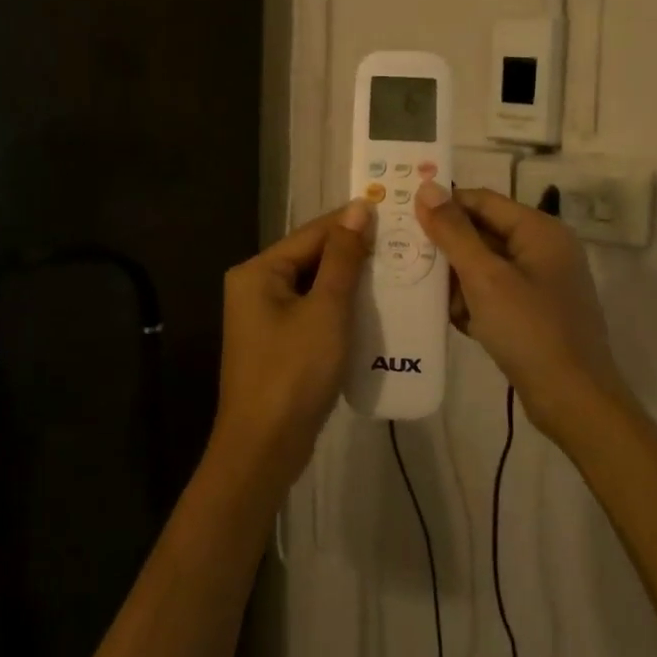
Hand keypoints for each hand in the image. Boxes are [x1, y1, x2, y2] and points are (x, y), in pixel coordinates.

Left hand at [213, 202, 372, 485]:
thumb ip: (342, 258)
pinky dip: (340, 308)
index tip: (393, 211)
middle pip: (311, 258)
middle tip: (402, 244)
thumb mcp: (326, 310)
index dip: (352, 222)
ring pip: (314, 286)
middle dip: (353, 254)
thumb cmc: (293, 372)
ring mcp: (264, 317)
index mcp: (258, 271)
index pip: (311, 233)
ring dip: (350, 282)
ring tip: (396, 271)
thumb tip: (358, 208)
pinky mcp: (278, 343)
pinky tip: (373, 309)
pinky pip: (313, 312)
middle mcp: (255, 286)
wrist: (264, 448)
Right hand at [413, 182, 628, 440]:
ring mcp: (542, 282)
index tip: (403, 216)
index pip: (482, 200)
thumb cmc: (529, 330)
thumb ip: (454, 232)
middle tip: (407, 258)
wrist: (573, 401)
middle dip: (448, 249)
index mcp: (540, 231)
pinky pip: (495, 292)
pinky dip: (475, 302)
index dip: (444, 205)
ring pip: (485, 265)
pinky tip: (457, 320)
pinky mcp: (535, 311)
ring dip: (458, 280)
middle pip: (483, 232)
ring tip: (431, 297)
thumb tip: (427, 187)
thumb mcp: (485, 278)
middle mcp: (544, 249)